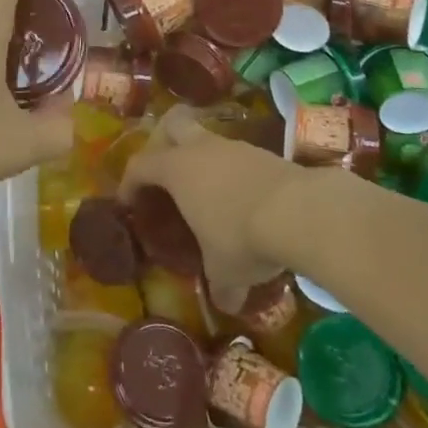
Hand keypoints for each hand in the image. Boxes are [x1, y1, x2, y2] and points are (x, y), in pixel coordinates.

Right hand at [120, 107, 305, 301]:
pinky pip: (238, 156)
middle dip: (164, 141)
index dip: (129, 182)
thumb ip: (220, 286)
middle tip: (166, 171)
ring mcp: (234, 146)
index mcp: (177, 169)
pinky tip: (244, 200)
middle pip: (172, 124)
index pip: (140, 165)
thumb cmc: (242, 237)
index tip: (127, 201)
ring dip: (204, 160)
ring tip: (210, 194)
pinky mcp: (265, 152)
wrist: (300, 211)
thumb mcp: (225, 271)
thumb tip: (225, 303)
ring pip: (208, 140)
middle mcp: (201, 148)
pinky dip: (235, 173)